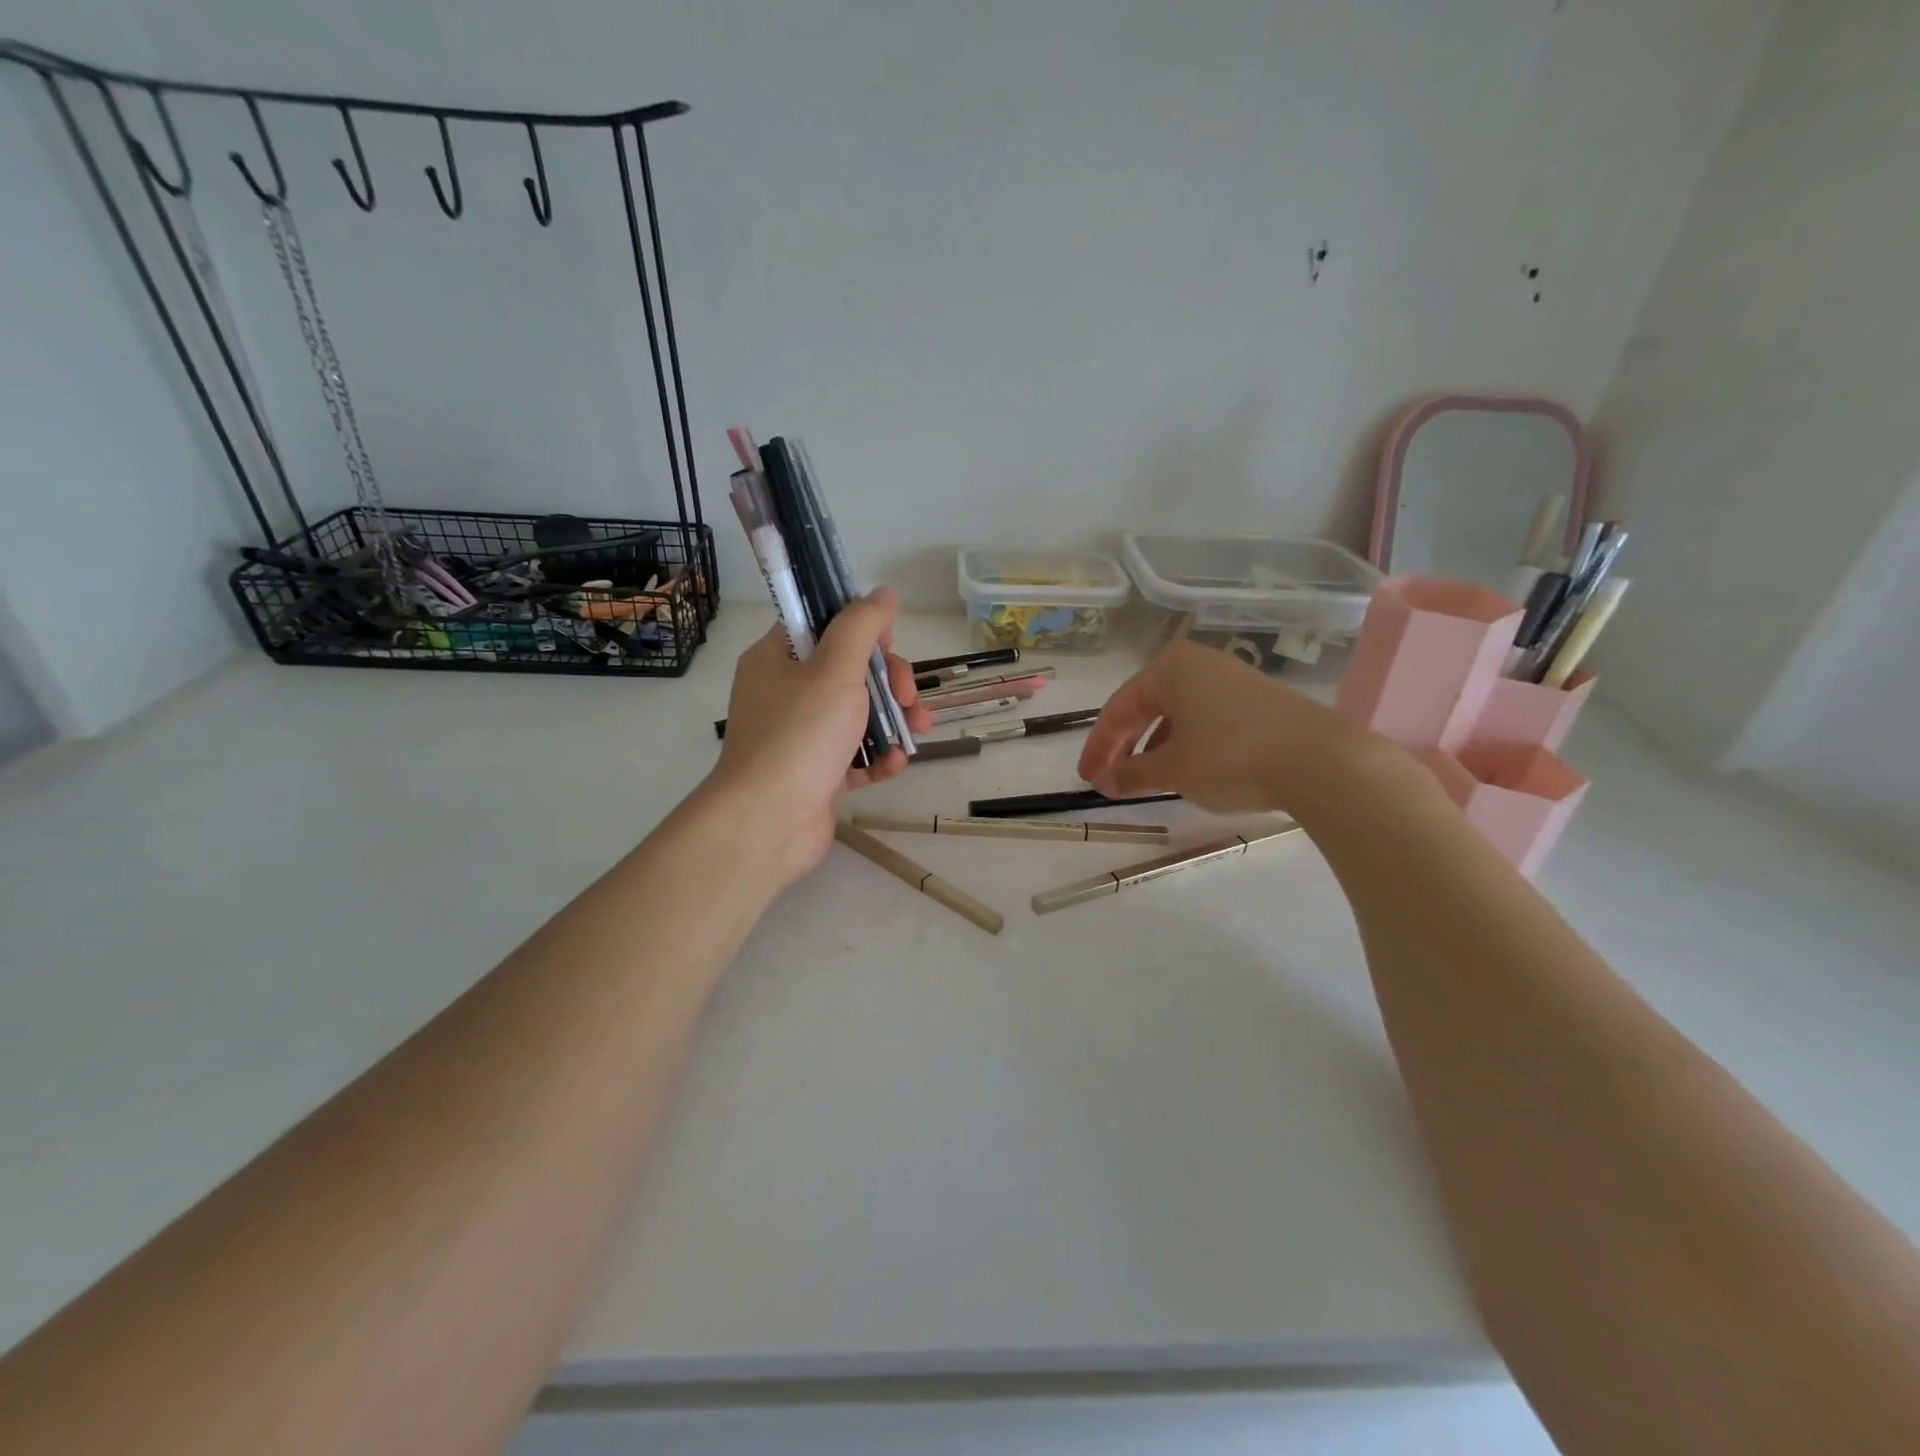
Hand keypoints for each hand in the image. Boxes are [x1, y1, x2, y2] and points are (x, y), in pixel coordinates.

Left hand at [704, 588, 932, 890]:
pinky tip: (895, 765)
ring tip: (919, 732)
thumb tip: (883, 593)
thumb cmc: (799, 735)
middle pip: (848, 671)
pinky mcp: (815, 773)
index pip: (822, 625)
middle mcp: (785, 693)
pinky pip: (853, 755)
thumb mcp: (835, 669)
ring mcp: (800, 736)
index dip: (861, 630)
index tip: (889, 645)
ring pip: (857, 714)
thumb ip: (861, 626)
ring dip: (893, 720)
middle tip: (909, 696)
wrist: (767, 822)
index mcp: (778, 658)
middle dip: (889, 681)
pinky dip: (877, 757)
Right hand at [1077, 639, 1400, 817]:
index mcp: (1169, 668)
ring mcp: (1231, 679)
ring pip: (1177, 714)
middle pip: (1146, 706)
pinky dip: (1186, 743)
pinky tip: (1187, 769)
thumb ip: (1132, 774)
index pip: (1118, 709)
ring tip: (1145, 779)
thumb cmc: (1231, 757)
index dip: (1098, 747)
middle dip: (1124, 746)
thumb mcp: (1173, 770)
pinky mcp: (1258, 700)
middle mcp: (1198, 664)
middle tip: (1108, 780)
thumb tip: (1104, 783)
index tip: (1087, 779)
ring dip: (1154, 746)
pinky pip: (1206, 719)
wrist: (1322, 760)